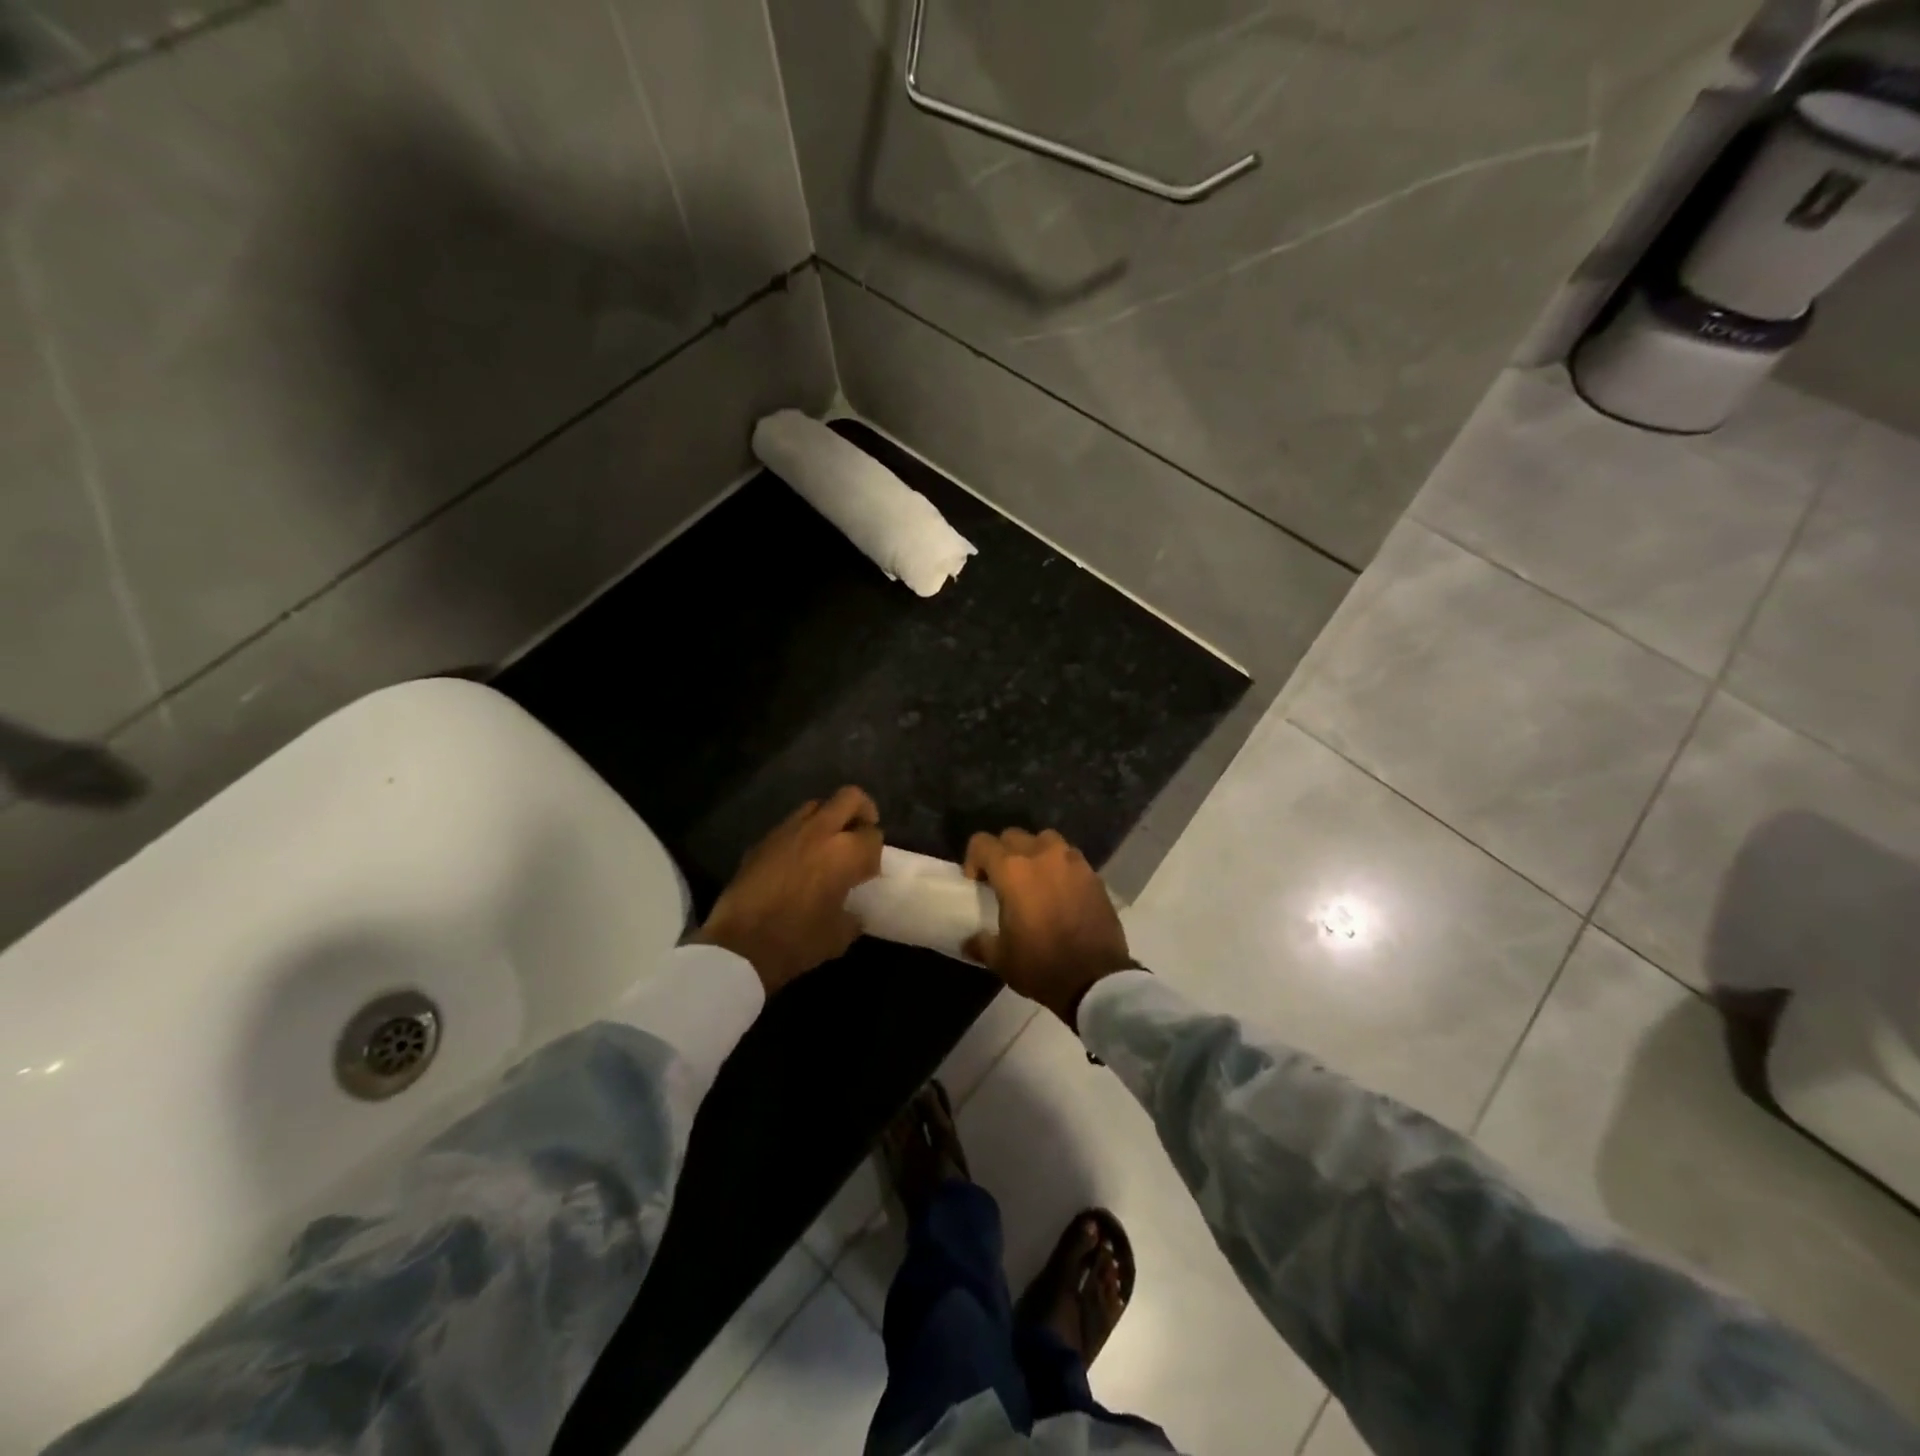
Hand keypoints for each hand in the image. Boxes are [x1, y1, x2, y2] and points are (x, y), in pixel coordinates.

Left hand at [697, 787, 883, 996]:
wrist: (739, 945)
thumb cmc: (797, 941)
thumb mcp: (839, 936)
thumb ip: (853, 916)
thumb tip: (853, 913)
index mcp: (845, 852)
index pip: (873, 835)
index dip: (874, 852)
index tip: (868, 871)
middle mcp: (819, 831)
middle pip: (849, 798)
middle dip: (861, 811)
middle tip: (860, 834)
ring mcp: (787, 831)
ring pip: (816, 805)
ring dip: (828, 819)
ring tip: (827, 845)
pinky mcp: (762, 841)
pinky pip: (789, 825)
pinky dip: (801, 835)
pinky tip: (797, 861)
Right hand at [963, 828, 1132, 1027]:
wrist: (1096, 979)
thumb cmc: (1041, 965)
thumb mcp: (1001, 959)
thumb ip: (981, 943)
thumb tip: (970, 941)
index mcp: (1012, 870)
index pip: (982, 843)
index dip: (973, 859)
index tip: (977, 883)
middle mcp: (1041, 855)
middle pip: (1013, 836)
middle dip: (1003, 853)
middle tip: (1003, 881)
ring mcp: (1072, 862)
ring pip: (1045, 839)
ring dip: (1034, 852)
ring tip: (1035, 879)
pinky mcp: (1093, 874)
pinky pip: (1070, 858)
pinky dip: (1061, 867)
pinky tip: (1061, 892)